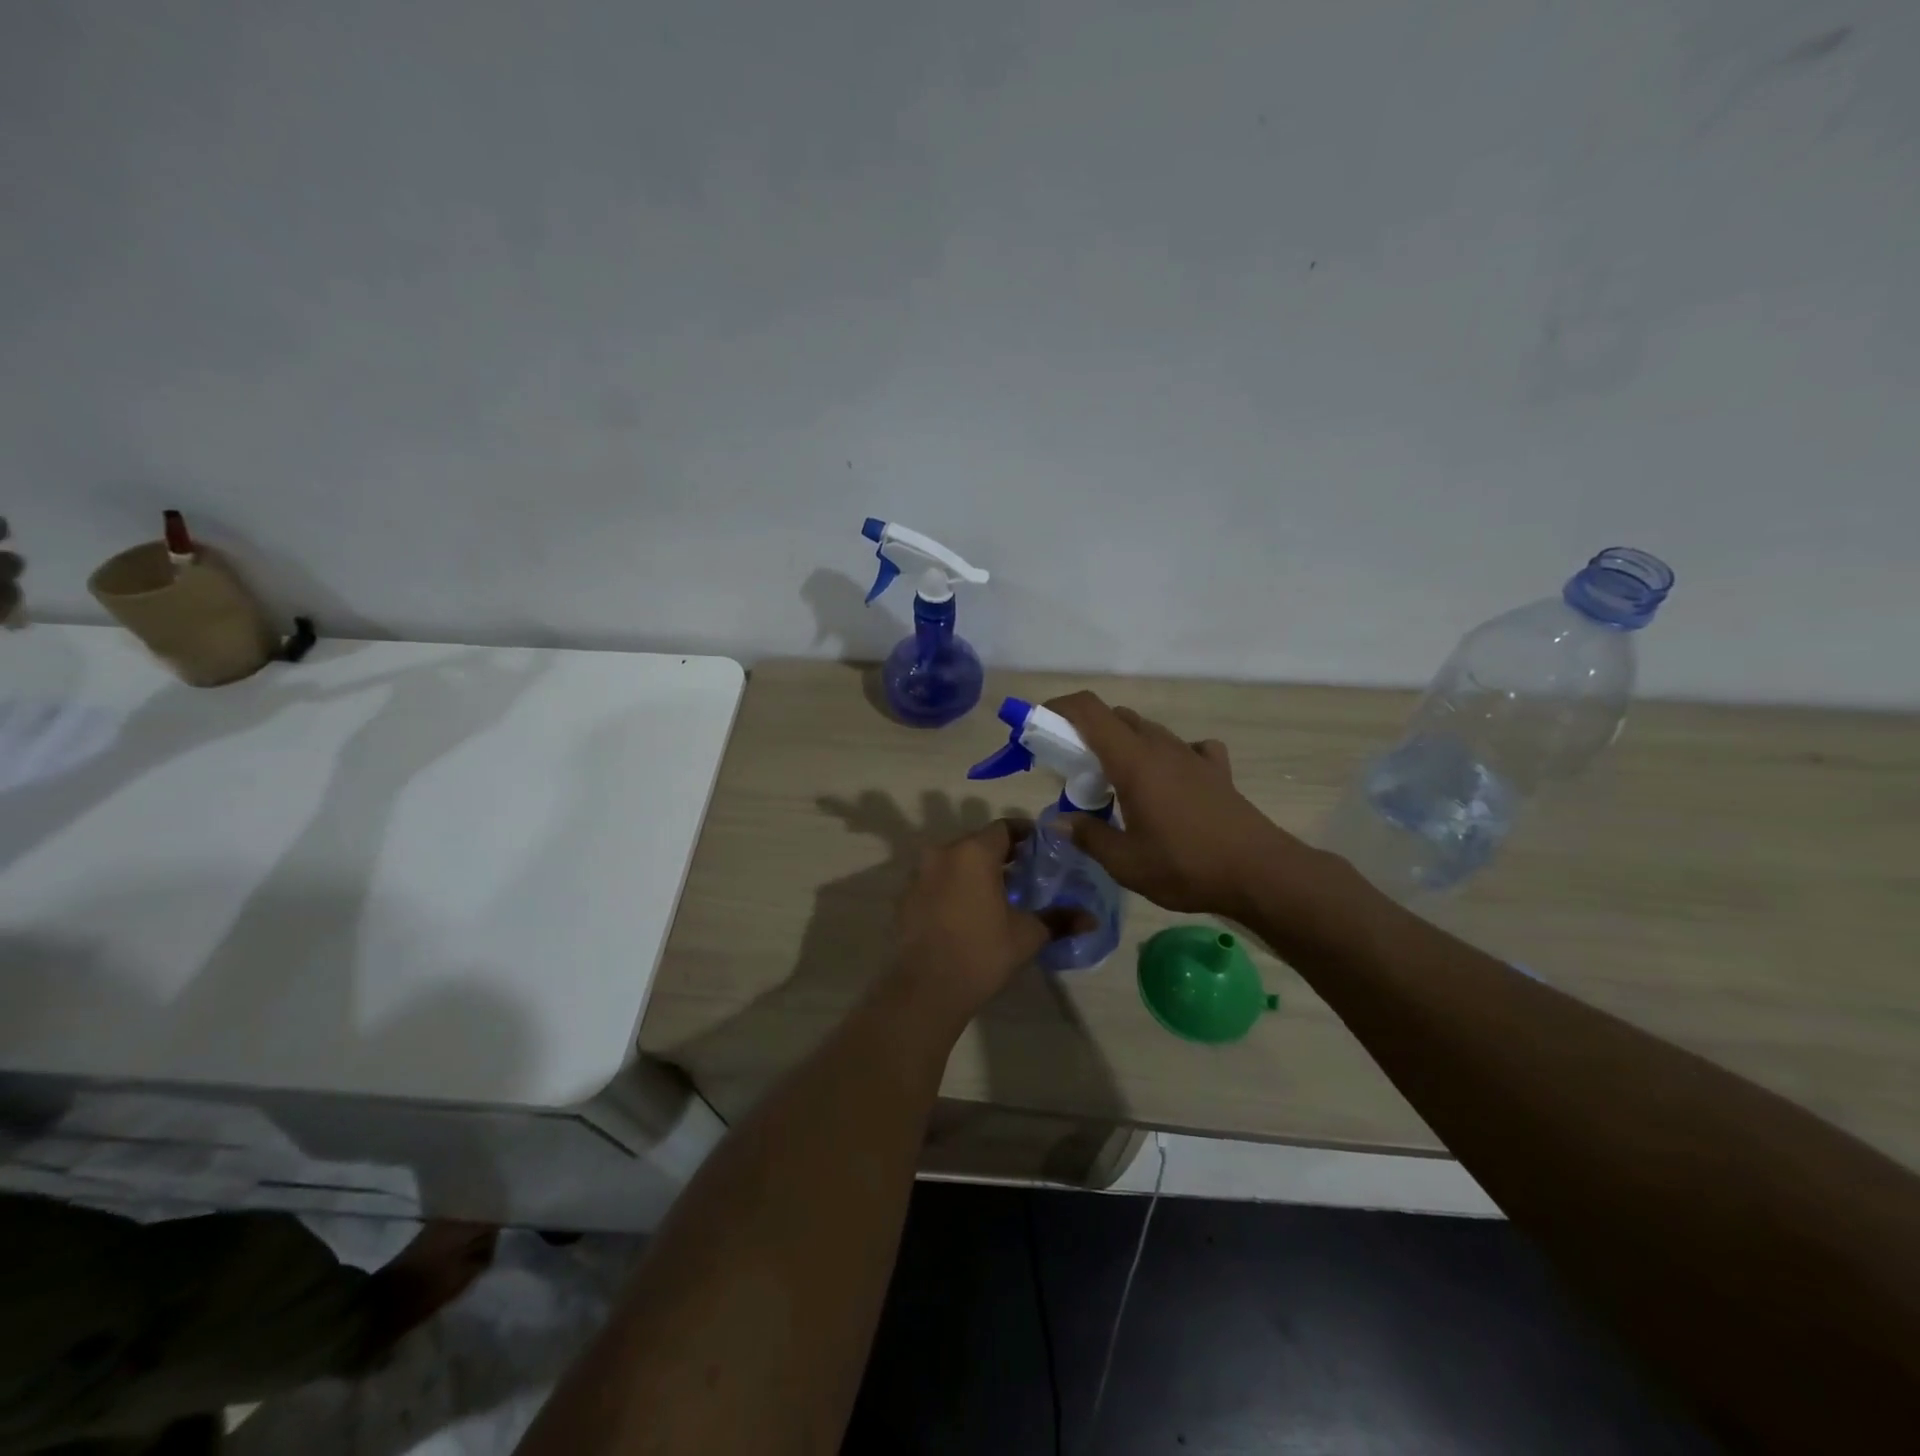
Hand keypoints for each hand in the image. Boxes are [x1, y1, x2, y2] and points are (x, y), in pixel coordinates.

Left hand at [889, 818, 1085, 1026]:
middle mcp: (943, 853)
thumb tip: (1091, 919)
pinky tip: (966, 911)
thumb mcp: (1027, 935)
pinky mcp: (906, 897)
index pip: (1004, 828)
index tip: (1040, 848)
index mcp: (974, 852)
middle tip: (1023, 872)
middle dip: (1000, 853)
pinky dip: (953, 887)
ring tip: (996, 893)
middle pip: (977, 842)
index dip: (1025, 834)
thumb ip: (1059, 919)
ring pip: (954, 861)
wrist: (927, 988)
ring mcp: (919, 874)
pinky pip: (936, 881)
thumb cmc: (982, 952)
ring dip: (974, 870)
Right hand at [1047, 691, 1303, 917]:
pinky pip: (1186, 749)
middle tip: (1074, 770)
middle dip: (1086, 734)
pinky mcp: (1216, 771)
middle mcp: (1161, 747)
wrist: (1260, 873)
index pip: (1089, 710)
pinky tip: (1169, 782)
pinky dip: (1168, 757)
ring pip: (1148, 732)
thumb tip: (1059, 821)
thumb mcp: (1125, 862)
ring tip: (1115, 784)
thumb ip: (1087, 836)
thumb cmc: (1185, 865)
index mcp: (1133, 761)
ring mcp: (1192, 756)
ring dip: (1123, 746)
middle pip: (1116, 718)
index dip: (1059, 708)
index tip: (1039, 727)